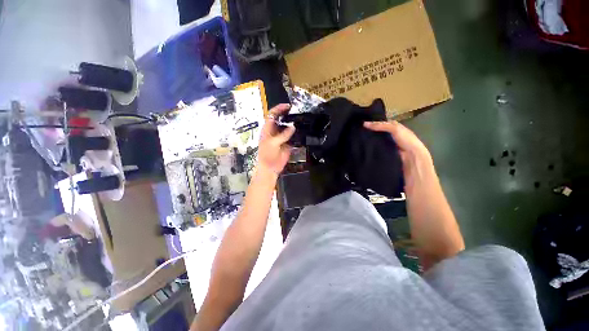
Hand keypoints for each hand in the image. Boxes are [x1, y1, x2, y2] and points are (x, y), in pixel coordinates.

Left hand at [257, 104, 295, 175]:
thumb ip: (283, 135)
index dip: (279, 109)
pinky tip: (302, 130)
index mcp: (268, 129)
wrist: (271, 167)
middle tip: (297, 112)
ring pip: (288, 127)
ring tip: (301, 119)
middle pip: (281, 119)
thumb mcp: (273, 143)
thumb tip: (293, 127)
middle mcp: (275, 131)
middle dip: (288, 114)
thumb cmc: (267, 154)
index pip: (272, 115)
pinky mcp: (288, 143)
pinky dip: (297, 133)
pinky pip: (293, 136)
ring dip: (293, 123)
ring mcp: (282, 137)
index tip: (288, 106)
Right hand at [364, 120, 463, 267]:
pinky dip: (385, 149)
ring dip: (383, 136)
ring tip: (366, 136)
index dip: (383, 126)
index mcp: (419, 160)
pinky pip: (396, 155)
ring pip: (398, 143)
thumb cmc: (429, 218)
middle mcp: (418, 159)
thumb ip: (413, 165)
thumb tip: (396, 144)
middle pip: (401, 134)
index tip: (364, 125)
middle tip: (363, 127)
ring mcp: (413, 168)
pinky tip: (374, 153)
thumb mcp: (420, 190)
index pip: (401, 133)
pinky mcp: (408, 177)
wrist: (437, 239)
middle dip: (383, 126)